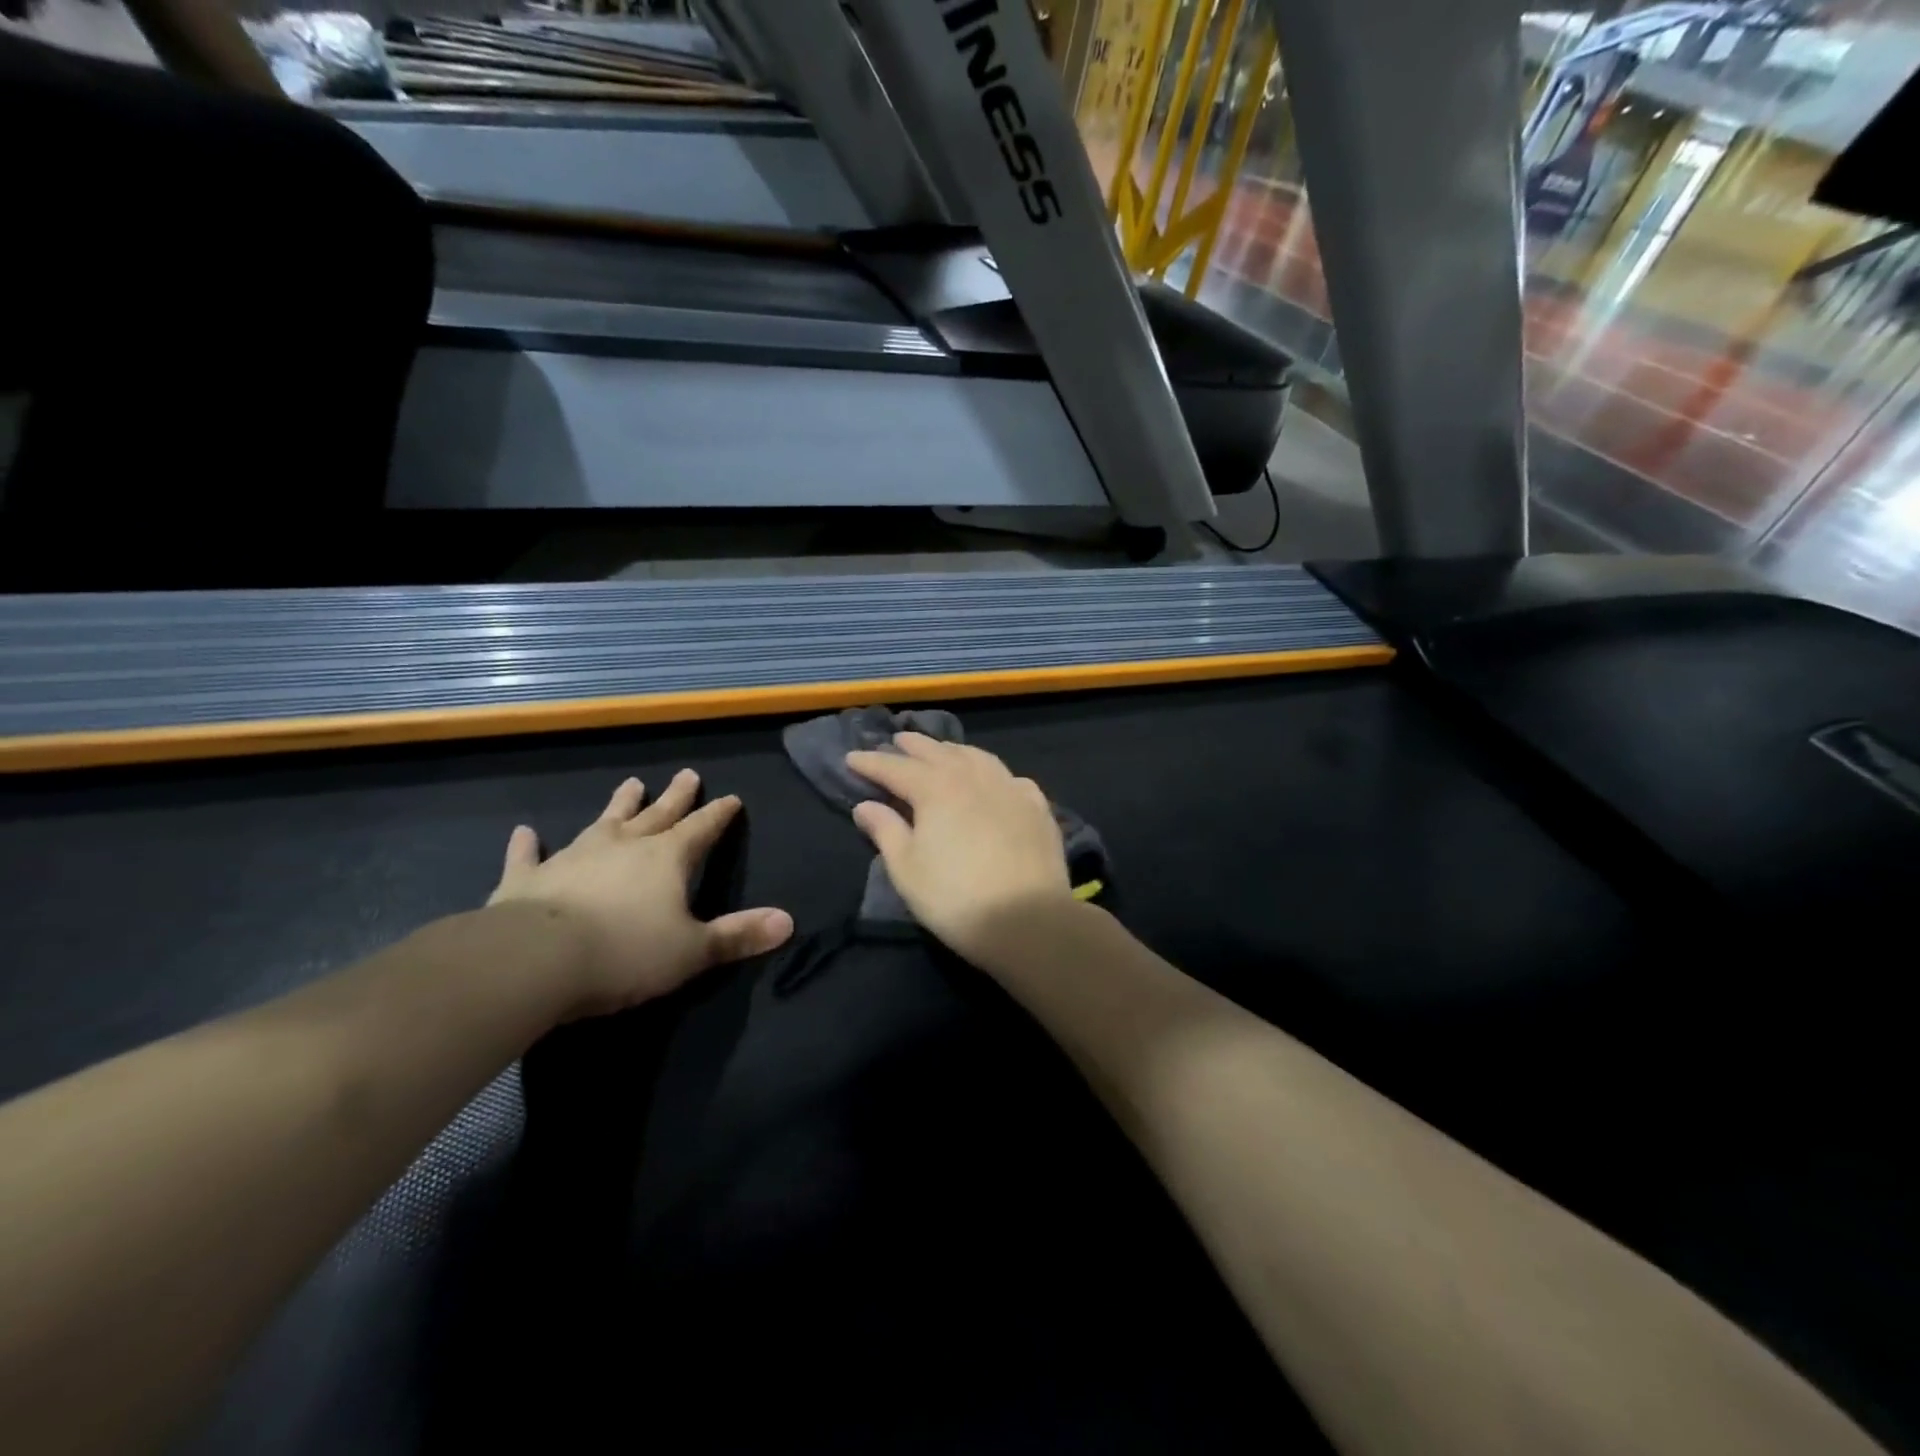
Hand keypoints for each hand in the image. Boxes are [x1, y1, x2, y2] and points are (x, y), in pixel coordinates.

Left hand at [488, 770, 792, 1017]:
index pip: (701, 829)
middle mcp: (624, 846)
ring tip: (631, 783)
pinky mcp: (528, 879)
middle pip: (657, 815)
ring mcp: (574, 857)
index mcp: (667, 859)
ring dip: (619, 805)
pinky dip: (527, 845)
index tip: (731, 798)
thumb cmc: (625, 953)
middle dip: (676, 797)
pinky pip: (529, 856)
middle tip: (688, 774)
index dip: (718, 815)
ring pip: (603, 822)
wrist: (535, 960)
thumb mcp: (693, 951)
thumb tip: (788, 921)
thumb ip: (738, 935)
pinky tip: (524, 831)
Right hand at [845, 733, 1071, 961]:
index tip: (852, 757)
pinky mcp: (1037, 807)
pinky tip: (993, 780)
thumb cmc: (956, 898)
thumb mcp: (907, 870)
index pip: (895, 768)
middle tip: (897, 740)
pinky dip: (993, 772)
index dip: (871, 763)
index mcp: (935, 789)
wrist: (1029, 920)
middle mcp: (973, 777)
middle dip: (913, 746)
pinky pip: (1010, 778)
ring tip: (942, 751)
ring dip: (953, 751)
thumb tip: (865, 805)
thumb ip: (886, 831)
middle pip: (937, 753)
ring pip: (977, 757)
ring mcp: (1010, 788)